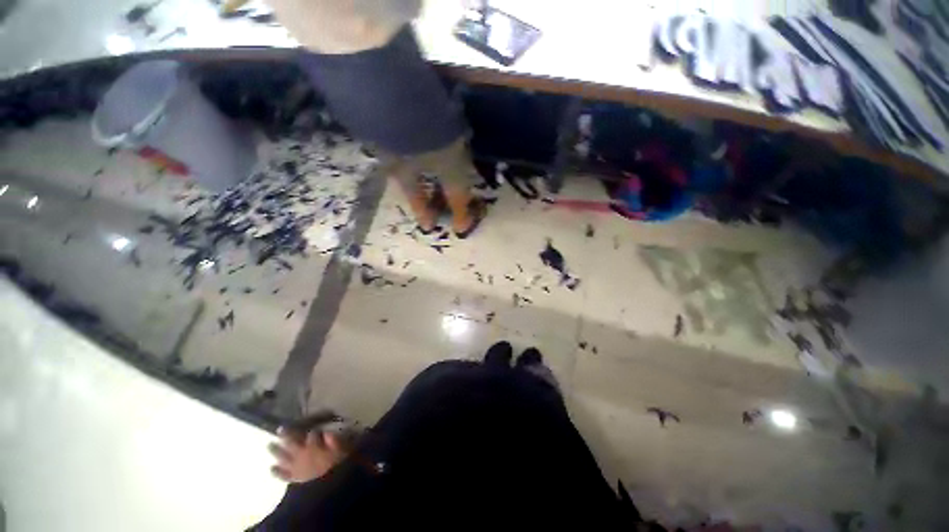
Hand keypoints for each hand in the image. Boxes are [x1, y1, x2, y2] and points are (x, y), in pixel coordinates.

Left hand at [268, 428, 347, 482]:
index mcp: (314, 446)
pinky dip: (276, 472)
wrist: (331, 487)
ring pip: (283, 457)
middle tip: (280, 429)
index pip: (311, 434)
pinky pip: (283, 475)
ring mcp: (296, 467)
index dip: (312, 431)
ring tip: (269, 445)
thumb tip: (327, 432)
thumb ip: (334, 440)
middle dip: (286, 435)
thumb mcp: (342, 449)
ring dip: (276, 451)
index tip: (315, 428)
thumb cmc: (339, 464)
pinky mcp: (294, 479)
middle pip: (292, 442)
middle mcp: (302, 455)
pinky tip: (271, 468)